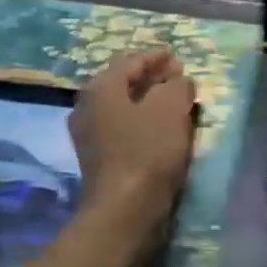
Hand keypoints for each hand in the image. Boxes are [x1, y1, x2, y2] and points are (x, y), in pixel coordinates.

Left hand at [70, 49, 197, 229]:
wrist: (123, 211)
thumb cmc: (147, 152)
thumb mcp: (171, 109)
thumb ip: (177, 86)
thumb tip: (178, 81)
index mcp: (101, 88)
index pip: (130, 62)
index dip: (156, 57)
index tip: (175, 55)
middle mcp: (87, 106)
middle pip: (123, 83)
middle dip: (152, 78)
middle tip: (178, 76)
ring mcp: (88, 135)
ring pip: (122, 106)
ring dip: (147, 100)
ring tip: (174, 101)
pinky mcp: (97, 158)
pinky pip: (122, 127)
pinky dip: (141, 121)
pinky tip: (161, 128)